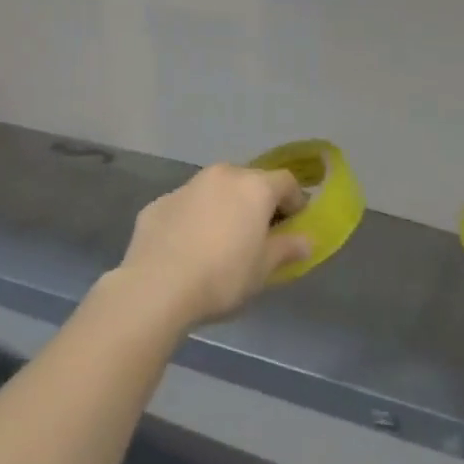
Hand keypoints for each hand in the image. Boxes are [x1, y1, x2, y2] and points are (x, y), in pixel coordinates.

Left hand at [113, 164, 310, 329]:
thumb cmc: (222, 276)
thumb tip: (306, 240)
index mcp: (254, 187)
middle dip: (258, 202)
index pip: (286, 182)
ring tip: (221, 241)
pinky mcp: (158, 203)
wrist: (156, 287)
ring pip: (216, 190)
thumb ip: (287, 249)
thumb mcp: (263, 269)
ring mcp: (187, 186)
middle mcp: (222, 176)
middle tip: (259, 234)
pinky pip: (187, 206)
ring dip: (224, 207)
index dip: (295, 201)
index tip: (294, 225)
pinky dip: (194, 219)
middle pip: (250, 181)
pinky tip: (188, 248)